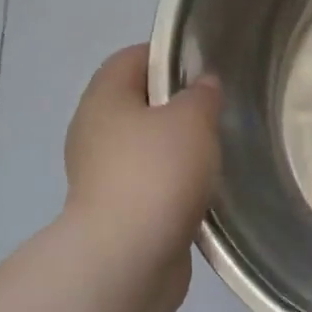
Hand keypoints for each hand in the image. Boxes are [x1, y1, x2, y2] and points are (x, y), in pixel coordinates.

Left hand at [62, 47, 222, 295]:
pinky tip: (201, 189)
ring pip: (144, 145)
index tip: (205, 66)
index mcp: (103, 99)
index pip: (131, 58)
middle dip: (176, 103)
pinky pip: (148, 182)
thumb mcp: (192, 120)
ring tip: (216, 150)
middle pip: (136, 102)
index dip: (167, 54)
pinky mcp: (116, 210)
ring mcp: (101, 175)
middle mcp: (94, 132)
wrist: (128, 256)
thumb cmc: (158, 172)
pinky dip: (172, 181)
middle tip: (216, 110)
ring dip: (175, 146)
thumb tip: (203, 85)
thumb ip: (201, 95)